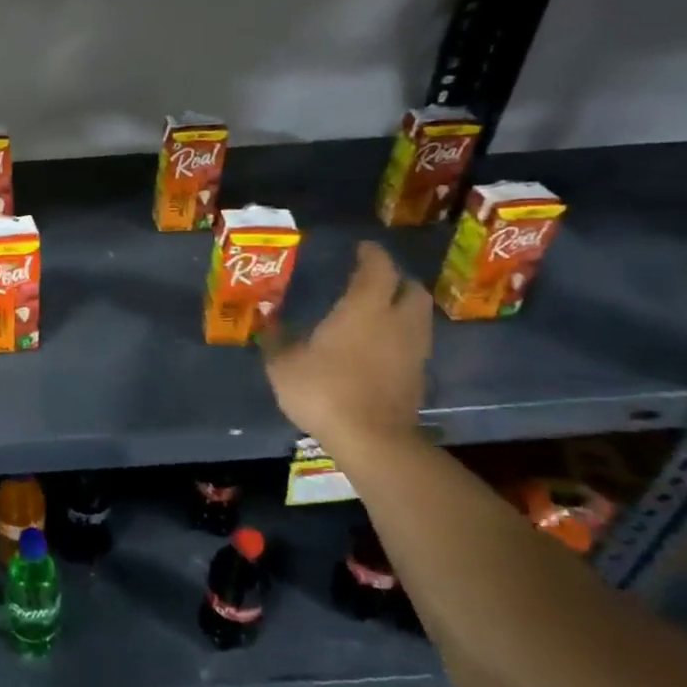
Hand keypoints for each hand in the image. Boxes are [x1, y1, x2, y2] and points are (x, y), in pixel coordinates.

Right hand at [263, 241, 429, 446]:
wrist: (371, 439)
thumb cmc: (323, 390)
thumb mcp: (283, 364)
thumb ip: (276, 340)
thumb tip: (267, 323)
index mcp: (365, 308)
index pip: (378, 268)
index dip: (371, 255)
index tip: (362, 248)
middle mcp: (397, 321)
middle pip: (412, 289)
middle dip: (396, 280)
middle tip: (375, 281)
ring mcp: (414, 350)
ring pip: (419, 317)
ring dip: (403, 308)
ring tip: (379, 313)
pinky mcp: (418, 376)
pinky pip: (415, 344)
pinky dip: (402, 337)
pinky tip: (381, 347)